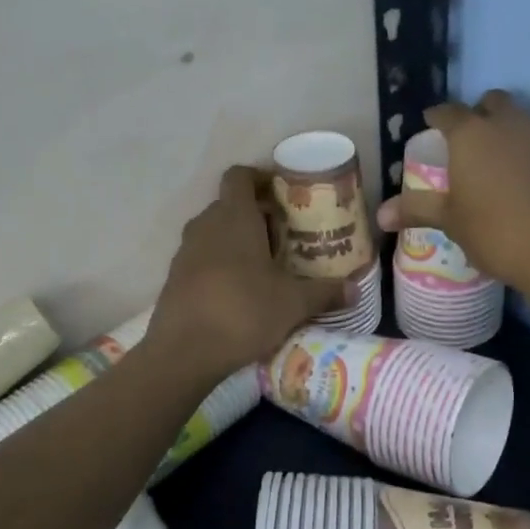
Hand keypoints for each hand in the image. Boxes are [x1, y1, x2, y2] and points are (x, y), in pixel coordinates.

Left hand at [148, 166, 348, 378]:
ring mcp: (185, 251)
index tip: (283, 194)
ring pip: (215, 231)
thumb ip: (325, 292)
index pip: (239, 176)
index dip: (260, 178)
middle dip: (256, 214)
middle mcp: (205, 225)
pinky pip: (202, 257)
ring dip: (238, 240)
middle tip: (285, 236)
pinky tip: (241, 291)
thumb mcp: (294, 303)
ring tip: (266, 265)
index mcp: (234, 216)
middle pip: (230, 204)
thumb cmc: (244, 312)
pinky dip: (221, 263)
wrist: (184, 352)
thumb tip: (355, 290)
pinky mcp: (174, 277)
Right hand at [376, 90, 529, 293]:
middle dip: (477, 113)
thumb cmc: (497, 231)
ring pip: (518, 121)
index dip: (436, 117)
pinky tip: (518, 185)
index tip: (430, 125)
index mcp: (471, 134)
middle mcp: (507, 126)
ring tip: (489, 165)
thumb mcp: (451, 222)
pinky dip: (524, 154)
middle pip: (491, 102)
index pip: (448, 112)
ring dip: (503, 132)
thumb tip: (380, 214)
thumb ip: (417, 210)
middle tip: (464, 141)